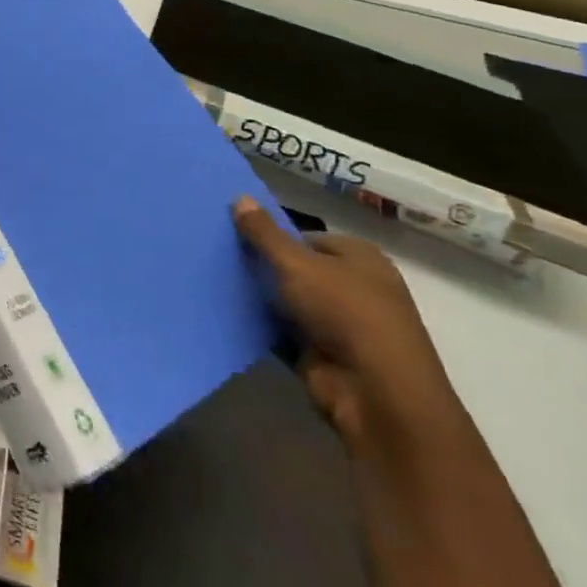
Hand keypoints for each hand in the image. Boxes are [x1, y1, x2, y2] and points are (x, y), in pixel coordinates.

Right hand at [233, 198, 464, 458]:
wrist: (374, 390)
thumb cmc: (345, 312)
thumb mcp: (297, 264)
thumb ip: (265, 233)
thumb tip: (240, 196)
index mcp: (360, 258)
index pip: (307, 238)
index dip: (274, 236)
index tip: (236, 236)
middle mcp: (354, 287)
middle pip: (296, 269)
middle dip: (262, 266)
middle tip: (218, 255)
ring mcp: (338, 323)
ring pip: (286, 300)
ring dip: (258, 296)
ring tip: (211, 279)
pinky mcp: (321, 353)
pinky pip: (281, 330)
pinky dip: (259, 325)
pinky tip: (226, 312)